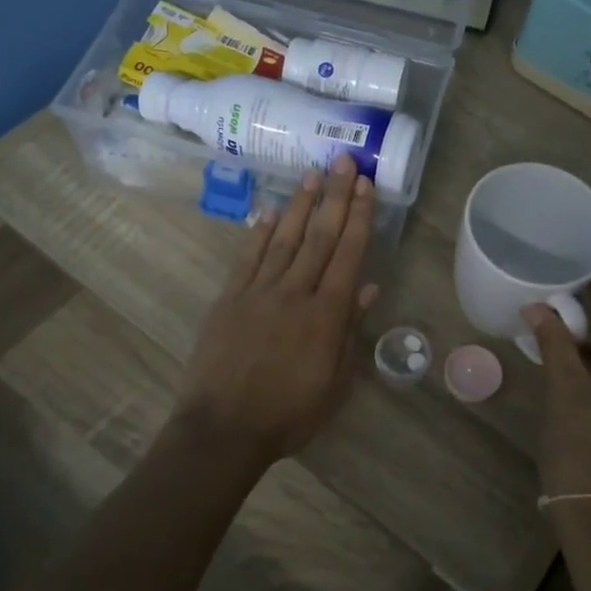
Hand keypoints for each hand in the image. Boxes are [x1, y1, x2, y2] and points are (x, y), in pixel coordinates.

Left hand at [176, 153, 378, 466]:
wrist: (223, 429)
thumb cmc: (288, 414)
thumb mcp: (334, 383)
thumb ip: (350, 332)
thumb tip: (368, 287)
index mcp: (325, 315)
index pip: (347, 255)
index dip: (359, 217)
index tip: (365, 186)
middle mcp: (293, 293)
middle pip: (318, 237)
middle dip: (334, 197)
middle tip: (343, 161)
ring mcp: (257, 292)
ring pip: (282, 239)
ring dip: (299, 205)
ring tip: (311, 174)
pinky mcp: (228, 299)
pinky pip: (246, 258)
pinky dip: (258, 233)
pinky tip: (268, 211)